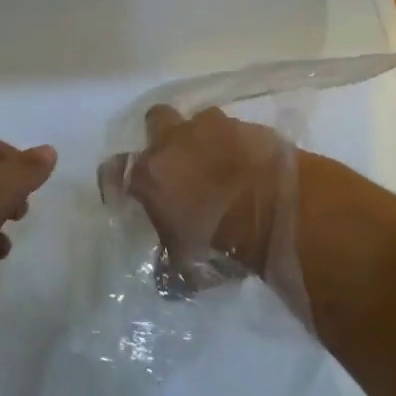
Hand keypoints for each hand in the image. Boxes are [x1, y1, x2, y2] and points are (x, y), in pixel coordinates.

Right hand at [108, 104, 298, 285]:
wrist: (281, 209)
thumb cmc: (223, 241)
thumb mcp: (188, 266)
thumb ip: (170, 262)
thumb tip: (168, 274)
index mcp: (150, 174)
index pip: (114, 169)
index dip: (118, 180)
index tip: (129, 192)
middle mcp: (175, 141)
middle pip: (155, 121)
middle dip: (161, 137)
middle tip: (175, 164)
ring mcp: (214, 127)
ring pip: (197, 122)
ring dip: (202, 139)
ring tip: (217, 165)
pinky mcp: (248, 125)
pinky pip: (234, 130)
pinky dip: (236, 145)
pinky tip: (246, 166)